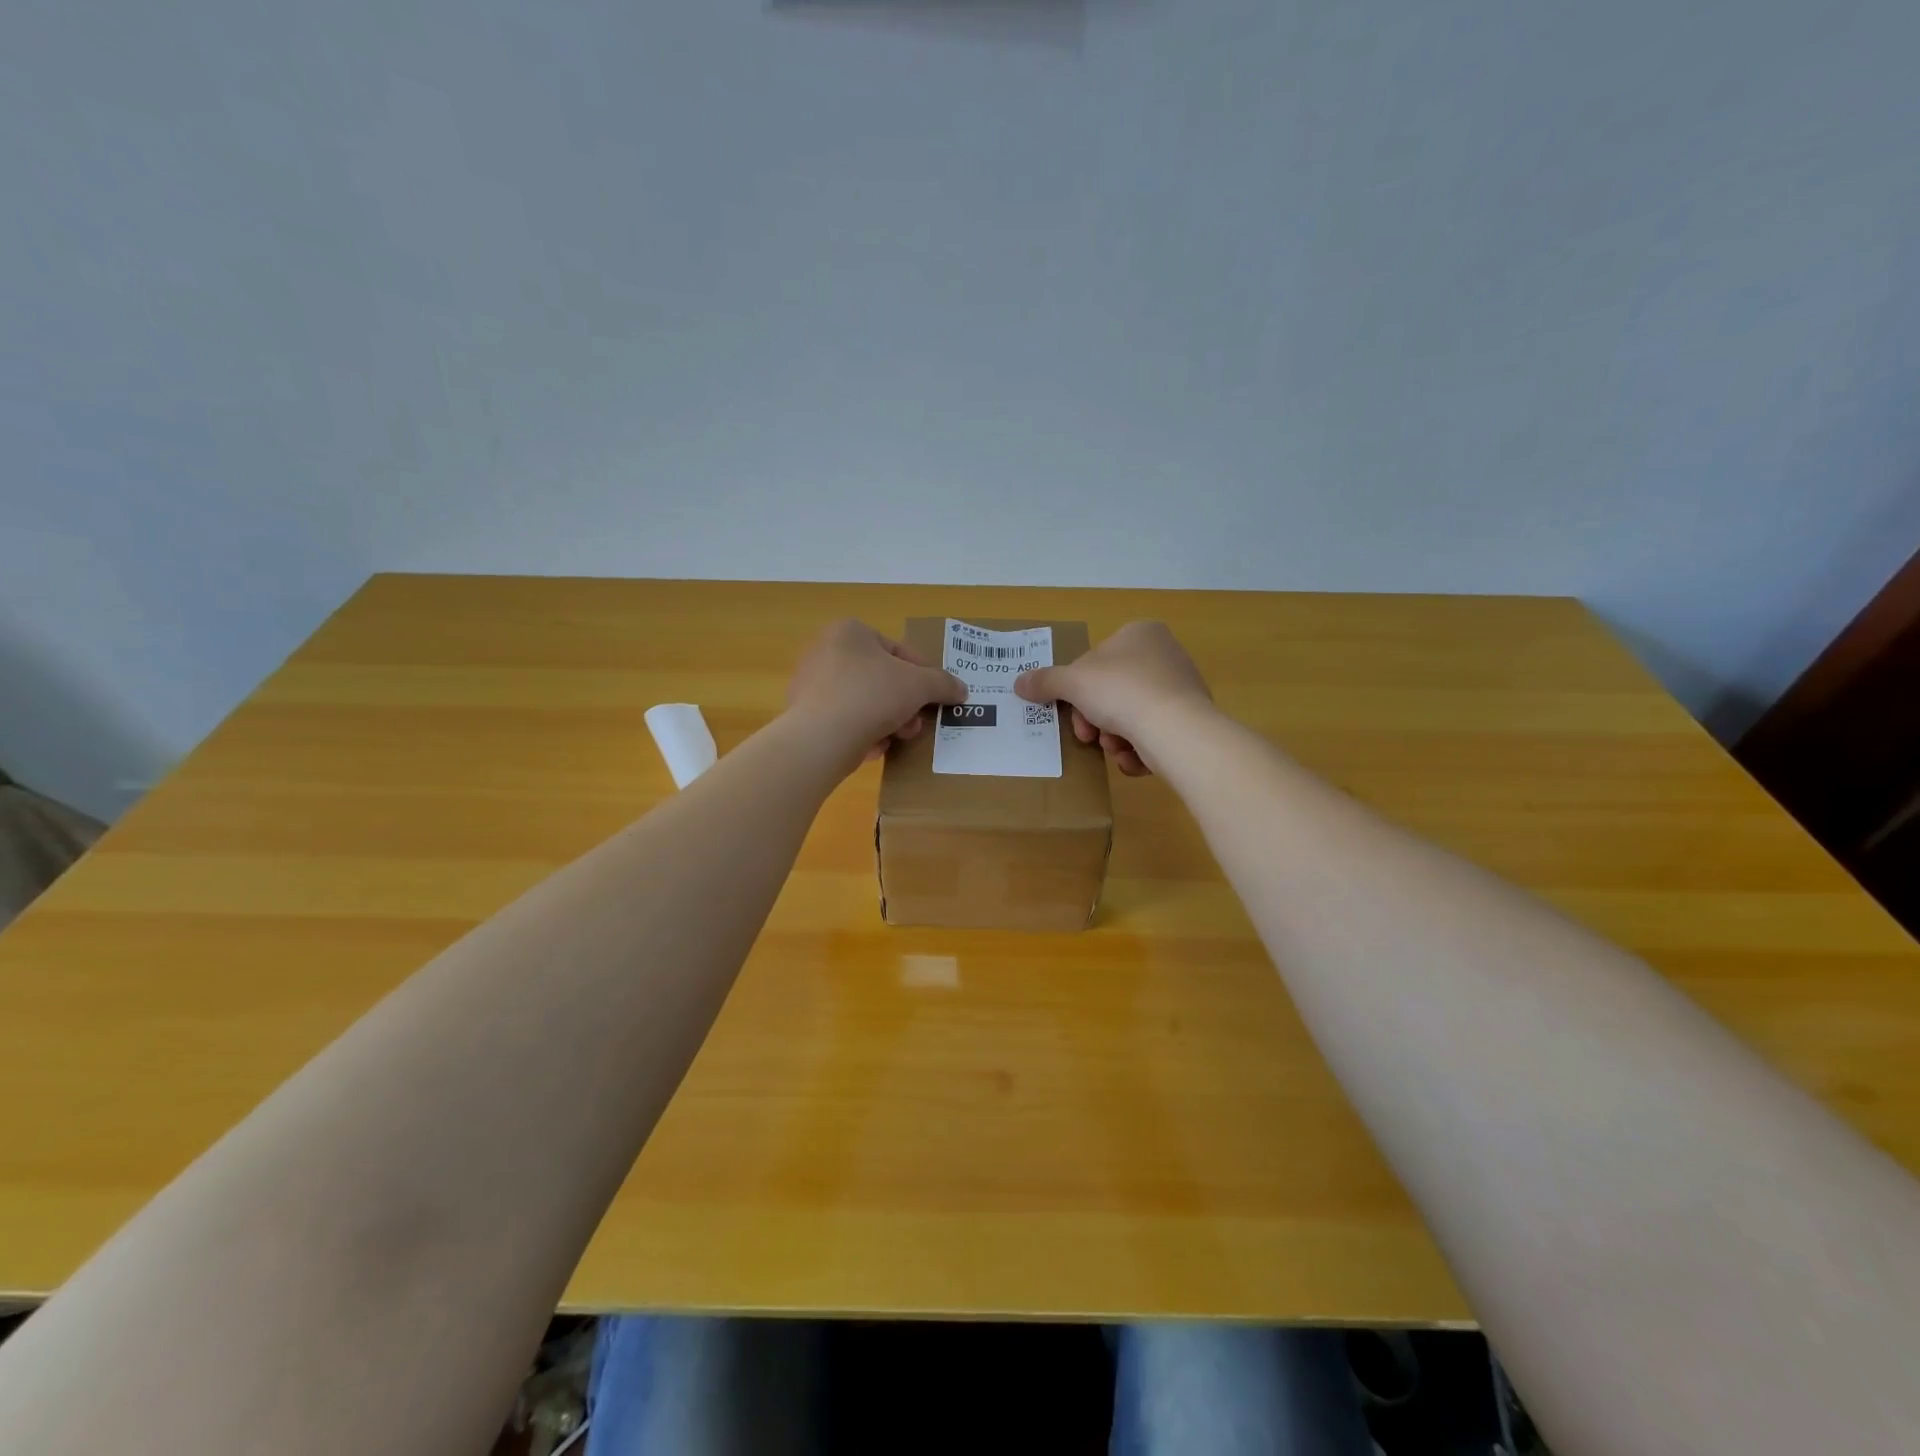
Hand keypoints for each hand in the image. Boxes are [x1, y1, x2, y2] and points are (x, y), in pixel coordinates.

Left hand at [786, 620, 966, 765]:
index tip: (936, 697)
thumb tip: (962, 690)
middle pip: (881, 678)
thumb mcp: (919, 685)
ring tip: (898, 738)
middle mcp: (825, 650)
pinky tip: (874, 747)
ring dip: (888, 720)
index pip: (899, 650)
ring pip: (864, 701)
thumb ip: (943, 684)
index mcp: (850, 631)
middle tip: (916, 723)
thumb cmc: (872, 695)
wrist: (820, 738)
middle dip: (905, 703)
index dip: (924, 675)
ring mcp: (811, 683)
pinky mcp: (803, 714)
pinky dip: (862, 732)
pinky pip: (844, 720)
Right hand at [1013, 622, 1211, 775]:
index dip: (1077, 689)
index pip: (1095, 660)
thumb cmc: (1122, 691)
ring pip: (1129, 716)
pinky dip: (1137, 749)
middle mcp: (1164, 654)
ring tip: (1115, 748)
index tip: (1071, 710)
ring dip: (1113, 737)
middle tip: (1088, 736)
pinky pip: (1152, 734)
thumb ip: (1045, 681)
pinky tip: (1133, 758)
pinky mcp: (1190, 721)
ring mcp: (1181, 688)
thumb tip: (1019, 683)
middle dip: (1095, 719)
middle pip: (1110, 691)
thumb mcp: (1073, 682)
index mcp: (1139, 633)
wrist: (1176, 730)